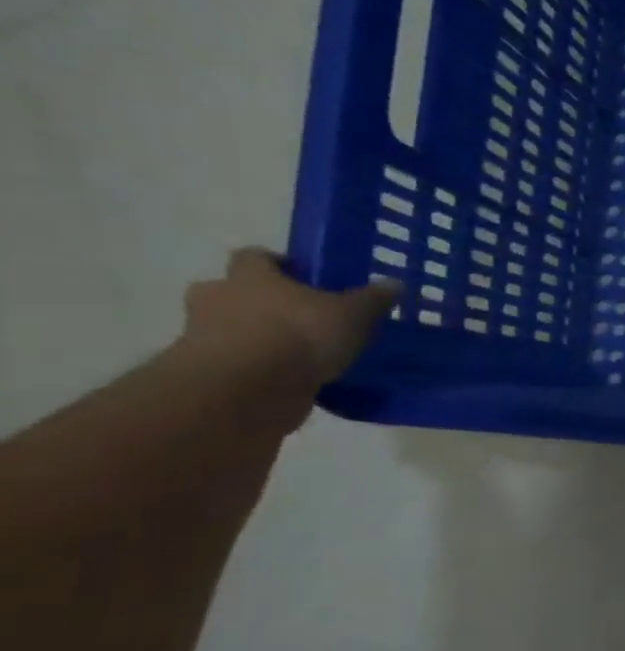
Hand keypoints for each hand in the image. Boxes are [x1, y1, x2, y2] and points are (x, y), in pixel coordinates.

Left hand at [175, 249, 399, 393]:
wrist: (245, 392)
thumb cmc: (298, 335)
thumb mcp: (353, 314)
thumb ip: (372, 299)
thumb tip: (394, 284)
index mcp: (250, 277)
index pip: (255, 257)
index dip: (278, 264)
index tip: (305, 277)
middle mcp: (218, 300)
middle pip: (233, 292)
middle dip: (259, 302)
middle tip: (299, 316)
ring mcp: (204, 339)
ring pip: (232, 330)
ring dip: (259, 338)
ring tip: (302, 354)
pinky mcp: (209, 375)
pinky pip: (238, 365)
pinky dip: (260, 370)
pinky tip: (294, 381)